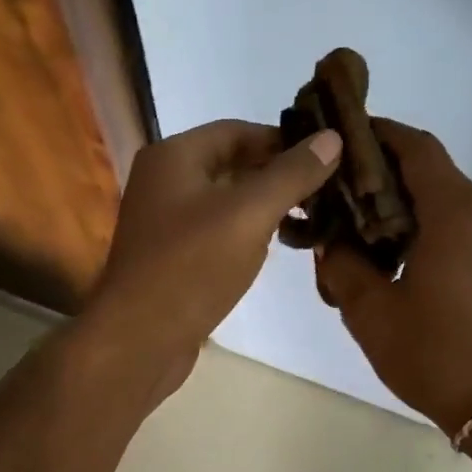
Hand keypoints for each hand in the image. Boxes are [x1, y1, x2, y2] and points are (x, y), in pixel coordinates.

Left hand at [83, 119, 342, 399]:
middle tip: (326, 190)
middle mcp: (163, 181)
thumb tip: (332, 137)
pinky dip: (245, 234)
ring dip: (264, 206)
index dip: (283, 140)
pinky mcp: (170, 257)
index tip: (325, 157)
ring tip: (309, 218)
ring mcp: (164, 222)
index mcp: (174, 156)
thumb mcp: (250, 213)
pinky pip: (215, 232)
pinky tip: (273, 249)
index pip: (237, 131)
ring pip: (225, 201)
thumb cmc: (192, 267)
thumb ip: (292, 174)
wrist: (139, 340)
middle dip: (277, 175)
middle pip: (231, 164)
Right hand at [316, 120, 471, 435]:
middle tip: (338, 189)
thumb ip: (343, 265)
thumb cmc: (434, 355)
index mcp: (455, 213)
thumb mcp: (370, 311)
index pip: (416, 147)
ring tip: (360, 227)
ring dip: (404, 203)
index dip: (379, 133)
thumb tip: (333, 240)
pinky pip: (461, 226)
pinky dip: (426, 226)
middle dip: (384, 172)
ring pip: (446, 200)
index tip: (342, 136)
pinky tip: (395, 256)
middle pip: (431, 171)